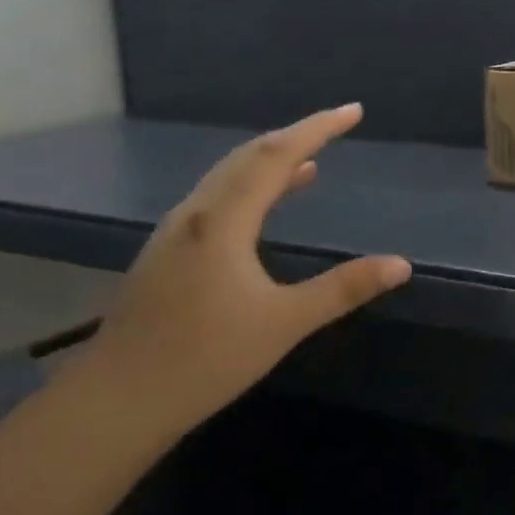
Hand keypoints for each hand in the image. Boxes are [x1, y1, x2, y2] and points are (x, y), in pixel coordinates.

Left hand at [79, 105, 410, 435]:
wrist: (114, 403)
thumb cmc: (204, 359)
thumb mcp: (284, 323)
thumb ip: (343, 289)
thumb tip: (401, 265)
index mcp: (223, 221)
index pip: (276, 156)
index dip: (317, 129)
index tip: (353, 112)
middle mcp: (196, 215)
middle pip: (248, 157)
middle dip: (295, 137)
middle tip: (335, 127)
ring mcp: (175, 234)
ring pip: (228, 177)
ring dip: (270, 162)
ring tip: (310, 161)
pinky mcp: (167, 255)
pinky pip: (217, 200)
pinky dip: (250, 187)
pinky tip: (263, 208)